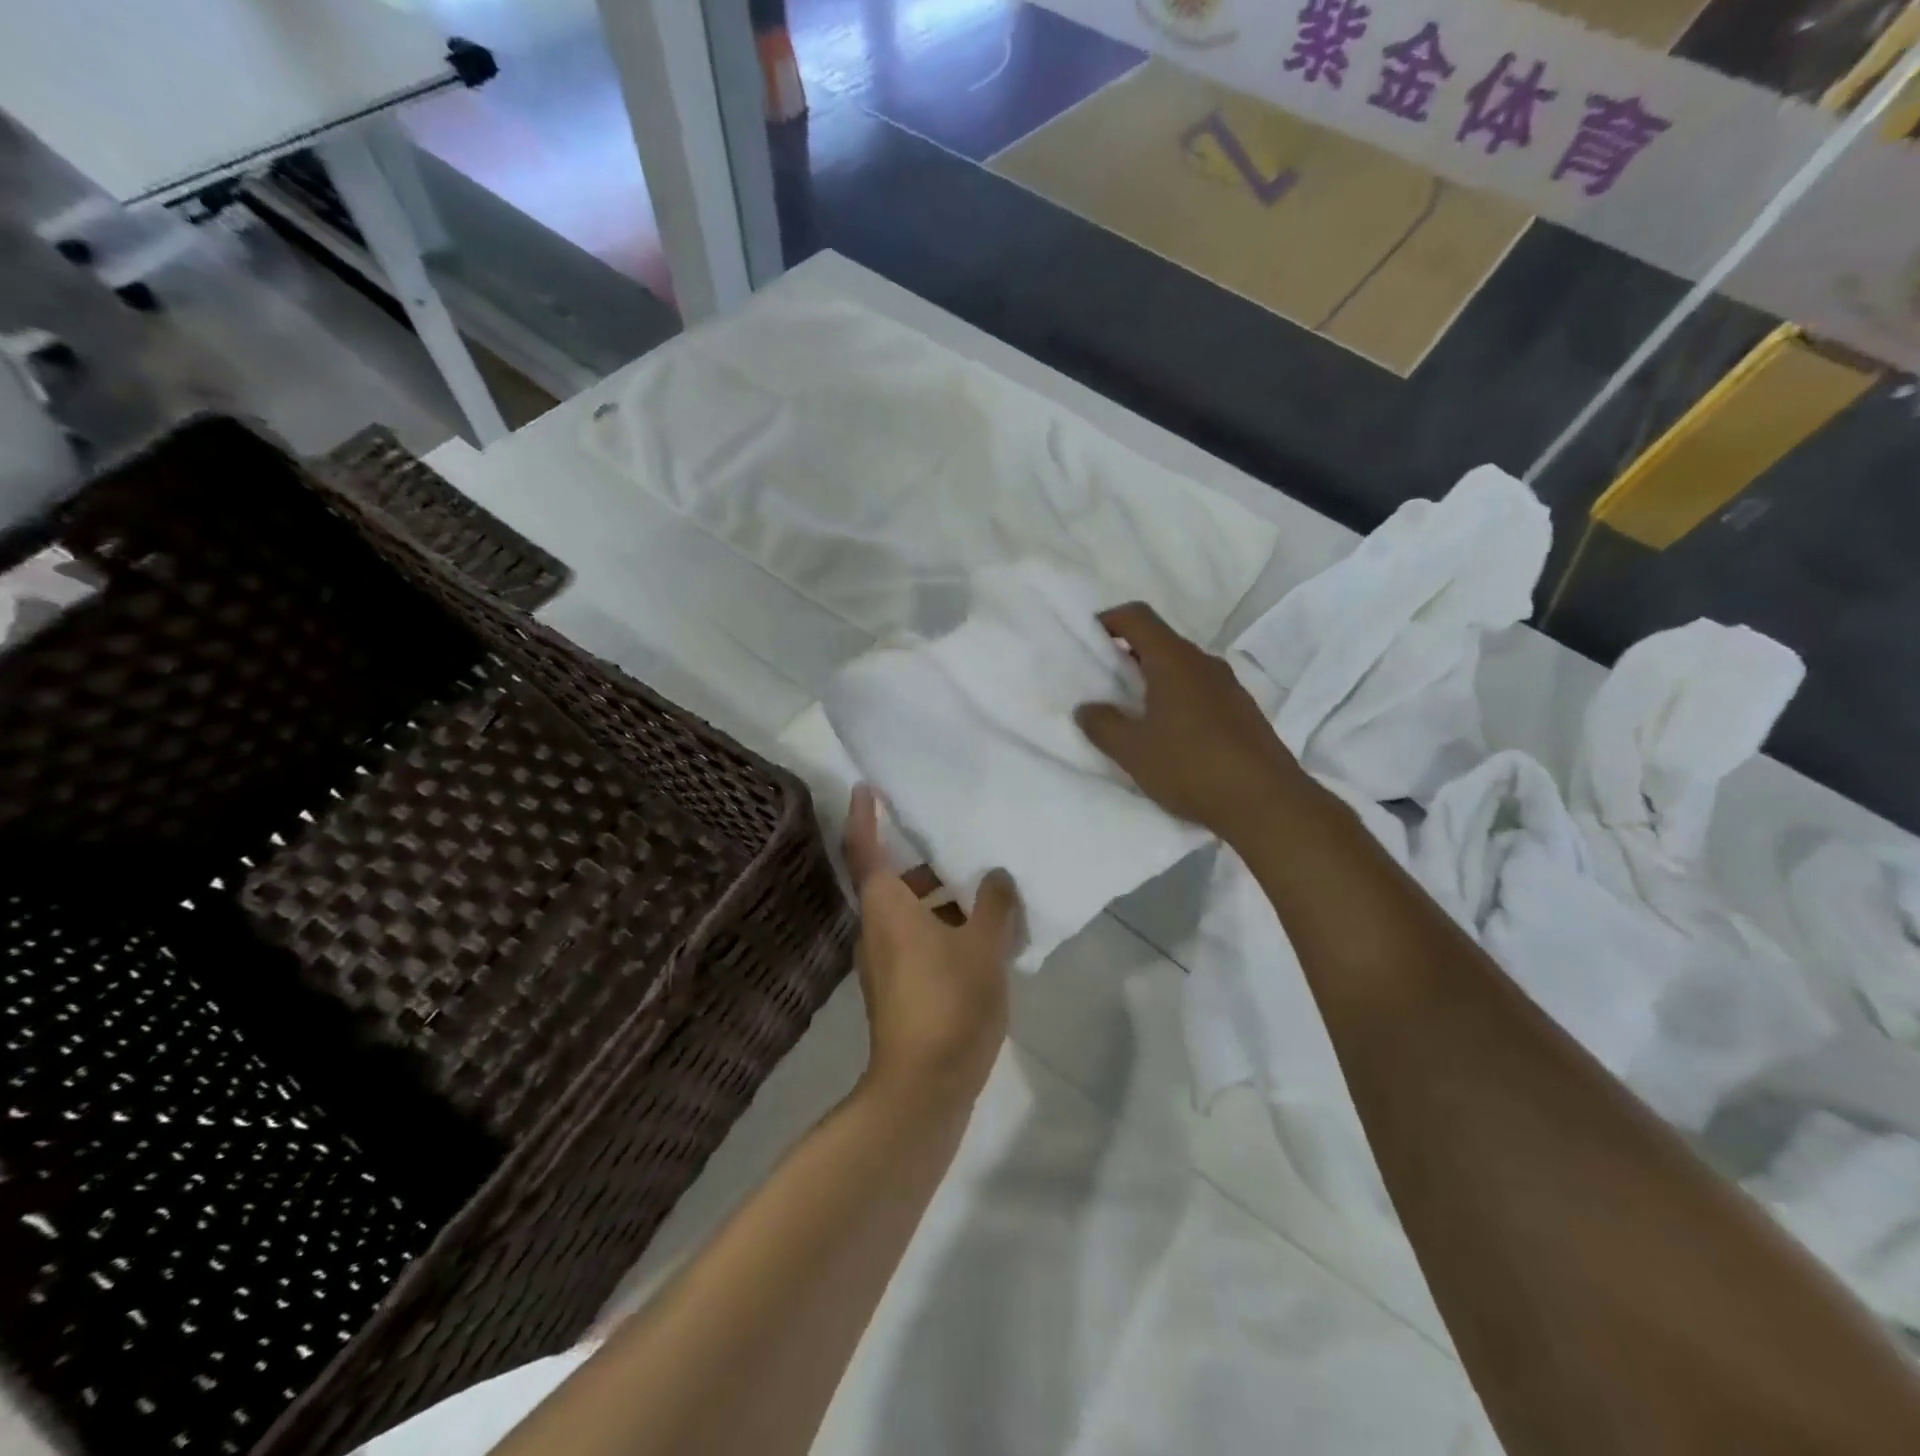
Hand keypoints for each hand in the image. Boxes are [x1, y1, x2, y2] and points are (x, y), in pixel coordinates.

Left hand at [842, 786, 1022, 1108]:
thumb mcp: (983, 945)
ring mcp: (884, 964)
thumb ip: (994, 904)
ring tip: (988, 896)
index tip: (866, 788)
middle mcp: (877, 930)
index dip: (865, 816)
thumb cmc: (950, 1001)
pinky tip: (983, 940)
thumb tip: (996, 877)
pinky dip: (944, 929)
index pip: (866, 849)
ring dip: (942, 901)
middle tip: (962, 848)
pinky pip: (918, 942)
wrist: (924, 1088)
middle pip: (893, 882)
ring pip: (909, 915)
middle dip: (926, 864)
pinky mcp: (899, 991)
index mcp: (887, 908)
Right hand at [1075, 602, 1303, 845]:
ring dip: (1153, 681)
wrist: (1266, 802)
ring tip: (1132, 714)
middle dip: (1127, 655)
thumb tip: (1087, 708)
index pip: (1137, 616)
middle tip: (1103, 683)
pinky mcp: (1243, 713)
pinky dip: (1177, 701)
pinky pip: (1200, 692)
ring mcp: (1229, 687)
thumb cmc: (1191, 766)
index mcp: (1174, 660)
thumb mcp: (1132, 750)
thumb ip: (1103, 725)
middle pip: (1160, 642)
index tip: (1088, 642)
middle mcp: (1204, 663)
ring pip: (1182, 669)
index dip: (1108, 620)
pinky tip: (1169, 736)